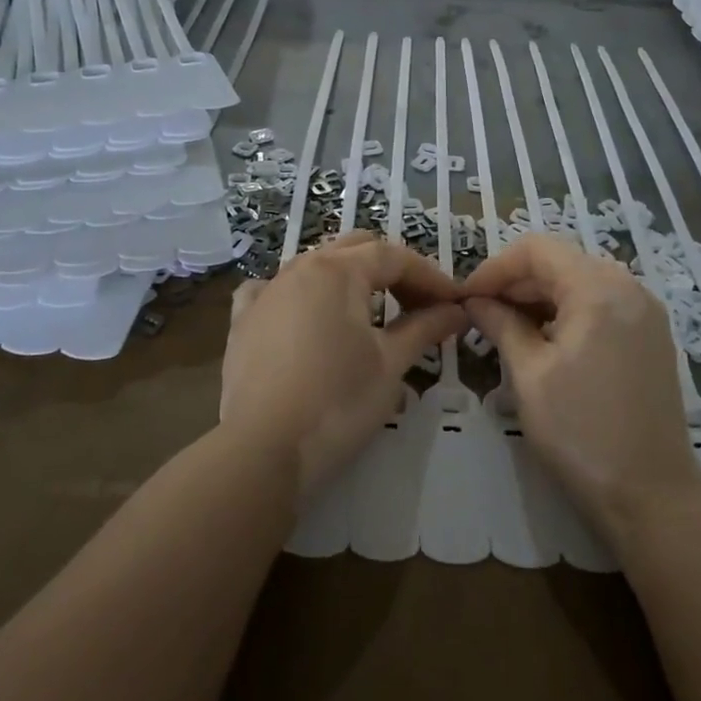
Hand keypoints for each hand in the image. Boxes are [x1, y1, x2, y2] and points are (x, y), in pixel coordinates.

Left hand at [220, 230, 467, 499]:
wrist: (263, 450)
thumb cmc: (338, 402)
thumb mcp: (391, 364)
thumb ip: (424, 328)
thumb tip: (457, 311)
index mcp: (338, 270)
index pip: (395, 257)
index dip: (431, 277)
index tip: (455, 303)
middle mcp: (300, 268)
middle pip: (356, 251)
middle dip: (393, 272)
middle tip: (420, 307)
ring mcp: (267, 291)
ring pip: (317, 267)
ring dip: (351, 282)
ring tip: (373, 315)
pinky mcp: (243, 320)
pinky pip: (275, 290)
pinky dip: (299, 296)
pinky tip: (305, 316)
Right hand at [463, 233, 700, 543]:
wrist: (651, 494)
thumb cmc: (581, 431)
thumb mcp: (529, 374)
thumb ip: (501, 325)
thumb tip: (475, 301)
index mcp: (599, 289)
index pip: (537, 249)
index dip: (495, 267)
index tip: (465, 297)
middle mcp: (629, 288)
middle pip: (561, 262)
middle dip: (516, 282)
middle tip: (479, 314)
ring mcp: (645, 312)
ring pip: (580, 282)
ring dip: (539, 297)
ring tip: (504, 328)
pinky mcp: (650, 337)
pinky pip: (601, 305)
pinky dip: (566, 312)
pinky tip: (542, 341)